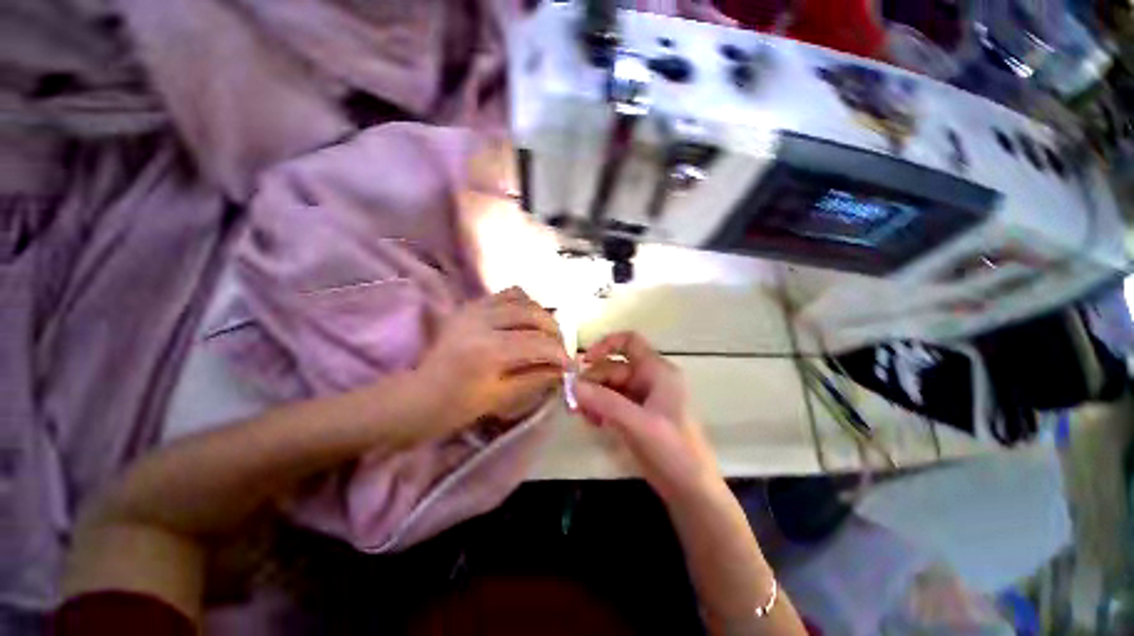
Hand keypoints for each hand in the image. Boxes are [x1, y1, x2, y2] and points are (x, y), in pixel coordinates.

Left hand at [417, 287, 569, 433]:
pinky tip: (527, 321)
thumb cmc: (457, 406)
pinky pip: (507, 294)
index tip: (571, 365)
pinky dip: (524, 304)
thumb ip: (536, 379)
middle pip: (535, 315)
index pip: (539, 343)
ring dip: (542, 316)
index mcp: (489, 350)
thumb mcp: (502, 398)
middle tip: (560, 350)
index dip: (560, 354)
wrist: (418, 395)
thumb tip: (562, 369)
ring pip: (524, 299)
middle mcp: (483, 320)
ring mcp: (475, 308)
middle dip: (555, 332)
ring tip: (546, 334)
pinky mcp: (471, 305)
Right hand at [574, 332, 720, 503]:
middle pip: (613, 368)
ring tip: (583, 415)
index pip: (629, 342)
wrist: (691, 490)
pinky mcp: (637, 414)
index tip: (584, 361)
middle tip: (574, 402)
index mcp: (657, 371)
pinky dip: (600, 408)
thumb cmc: (672, 450)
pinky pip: (613, 402)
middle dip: (592, 382)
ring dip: (594, 397)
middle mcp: (649, 379)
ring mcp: (643, 398)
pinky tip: (594, 422)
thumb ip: (604, 402)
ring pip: (610, 386)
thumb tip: (572, 385)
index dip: (606, 345)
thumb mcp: (638, 423)